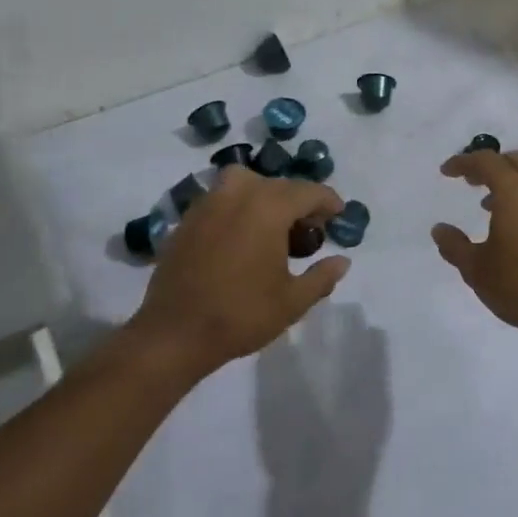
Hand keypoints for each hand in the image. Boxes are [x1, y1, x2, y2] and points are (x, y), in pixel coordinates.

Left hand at [130, 166, 349, 375]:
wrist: (175, 333)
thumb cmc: (241, 314)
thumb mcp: (292, 301)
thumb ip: (322, 277)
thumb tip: (342, 261)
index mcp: (268, 208)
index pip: (308, 191)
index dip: (328, 201)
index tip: (339, 215)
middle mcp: (238, 194)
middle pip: (278, 185)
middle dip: (299, 202)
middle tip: (310, 230)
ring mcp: (208, 203)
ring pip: (245, 183)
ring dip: (265, 197)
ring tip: (273, 227)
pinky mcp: (187, 219)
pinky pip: (221, 199)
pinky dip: (238, 208)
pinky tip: (242, 238)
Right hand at [431, 150, 517, 350]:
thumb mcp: (476, 269)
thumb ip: (455, 246)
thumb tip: (439, 230)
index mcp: (515, 194)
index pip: (487, 161)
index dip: (464, 161)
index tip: (447, 172)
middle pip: (515, 161)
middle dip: (490, 165)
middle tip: (471, 181)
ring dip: (509, 184)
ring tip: (489, 207)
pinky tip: (516, 230)